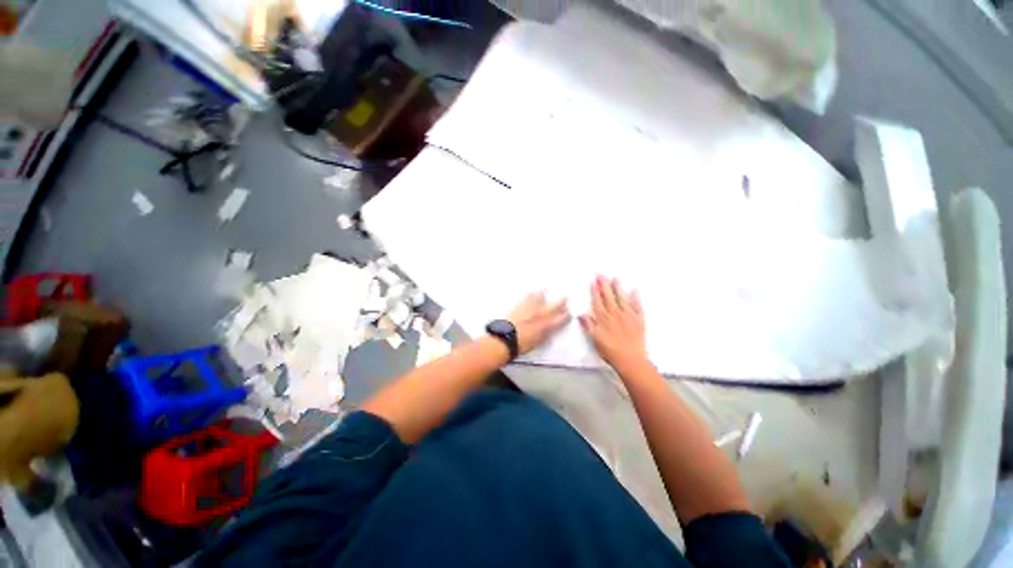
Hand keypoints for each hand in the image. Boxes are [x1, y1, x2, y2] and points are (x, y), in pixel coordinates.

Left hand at [507, 292, 570, 353]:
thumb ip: (545, 334)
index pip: (561, 319)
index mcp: (547, 326)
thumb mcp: (538, 342)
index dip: (566, 316)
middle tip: (565, 297)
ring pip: (540, 298)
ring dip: (544, 294)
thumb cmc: (521, 344)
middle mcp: (541, 315)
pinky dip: (530, 294)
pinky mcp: (520, 305)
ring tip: (544, 290)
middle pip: (555, 306)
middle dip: (561, 301)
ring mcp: (530, 308)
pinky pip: (527, 297)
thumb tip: (548, 331)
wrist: (506, 337)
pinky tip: (530, 292)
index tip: (568, 313)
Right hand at [580, 276, 648, 370]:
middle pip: (608, 297)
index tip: (593, 281)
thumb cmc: (610, 351)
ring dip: (618, 288)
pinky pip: (637, 306)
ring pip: (621, 298)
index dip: (595, 291)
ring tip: (615, 278)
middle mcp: (615, 314)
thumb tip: (580, 314)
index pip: (597, 301)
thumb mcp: (595, 339)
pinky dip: (636, 298)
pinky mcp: (639, 320)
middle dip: (604, 285)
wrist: (631, 360)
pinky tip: (635, 290)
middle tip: (601, 274)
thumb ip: (588, 325)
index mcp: (603, 318)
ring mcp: (628, 316)